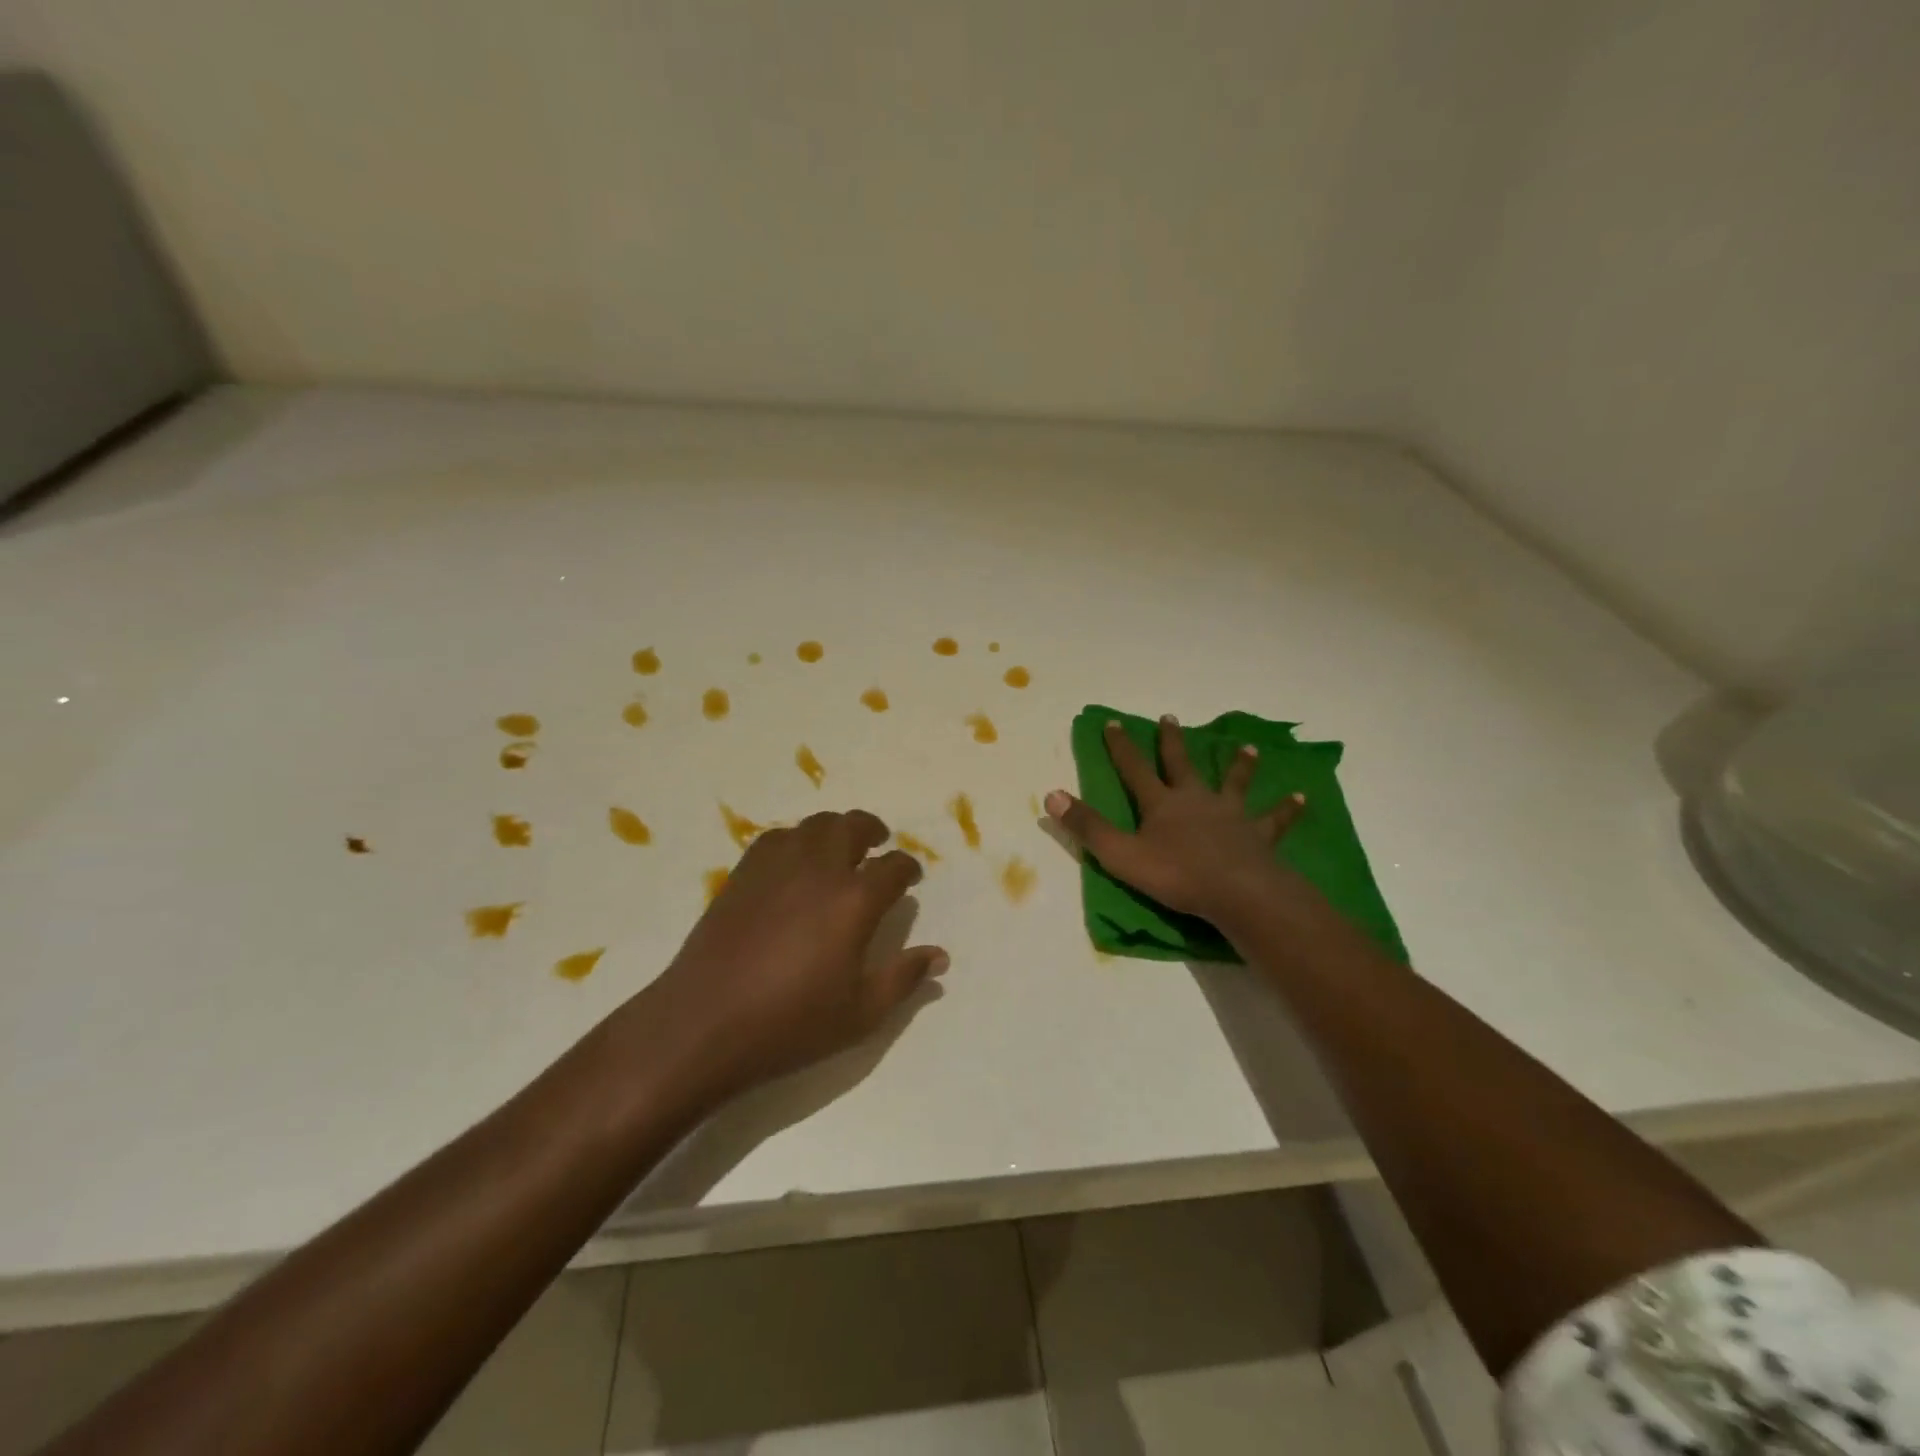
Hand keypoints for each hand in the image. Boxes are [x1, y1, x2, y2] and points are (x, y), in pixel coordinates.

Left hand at [644, 809, 946, 1097]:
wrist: (705, 1023)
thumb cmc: (791, 1024)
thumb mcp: (861, 1013)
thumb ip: (904, 978)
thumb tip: (939, 956)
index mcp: (854, 900)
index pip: (893, 867)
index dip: (908, 868)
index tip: (910, 877)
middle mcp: (819, 870)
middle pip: (853, 827)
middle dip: (873, 831)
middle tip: (879, 845)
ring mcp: (778, 866)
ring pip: (815, 825)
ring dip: (836, 829)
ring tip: (841, 847)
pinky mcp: (744, 873)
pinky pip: (779, 837)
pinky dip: (797, 839)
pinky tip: (796, 860)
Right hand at [1045, 715, 1310, 921]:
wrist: (1237, 893)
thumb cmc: (1176, 875)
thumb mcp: (1121, 855)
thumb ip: (1087, 827)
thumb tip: (1051, 794)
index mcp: (1161, 804)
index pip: (1134, 769)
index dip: (1121, 747)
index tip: (1113, 722)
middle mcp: (1195, 800)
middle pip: (1181, 765)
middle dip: (1172, 742)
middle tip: (1170, 719)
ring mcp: (1230, 815)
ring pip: (1233, 783)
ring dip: (1238, 765)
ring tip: (1245, 747)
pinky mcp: (1258, 836)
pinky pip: (1274, 820)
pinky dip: (1285, 810)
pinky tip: (1300, 799)